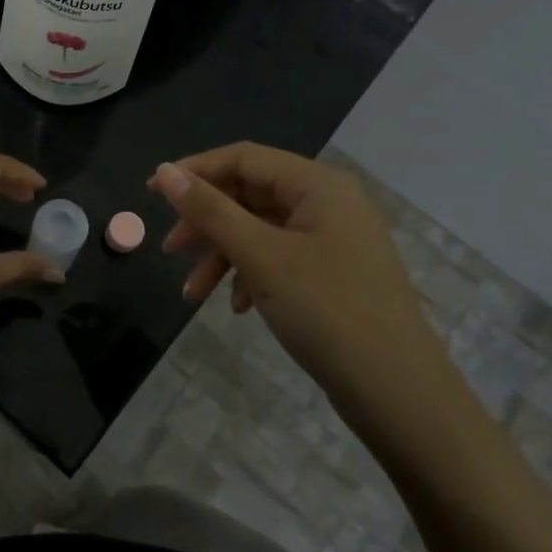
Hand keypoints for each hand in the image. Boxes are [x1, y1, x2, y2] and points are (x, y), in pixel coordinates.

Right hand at [150, 143, 462, 439]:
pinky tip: (239, 307)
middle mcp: (328, 202)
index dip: (194, 171)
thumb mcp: (261, 257)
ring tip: (194, 294)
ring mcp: (334, 239)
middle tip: (171, 250)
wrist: (399, 393)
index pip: (243, 158)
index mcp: (317, 185)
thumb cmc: (327, 311)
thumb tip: (165, 171)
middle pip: (250, 194)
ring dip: (223, 255)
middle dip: (207, 222)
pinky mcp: (334, 273)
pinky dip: (250, 275)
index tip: (151, 194)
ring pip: (261, 230)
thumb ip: (211, 211)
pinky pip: (279, 258)